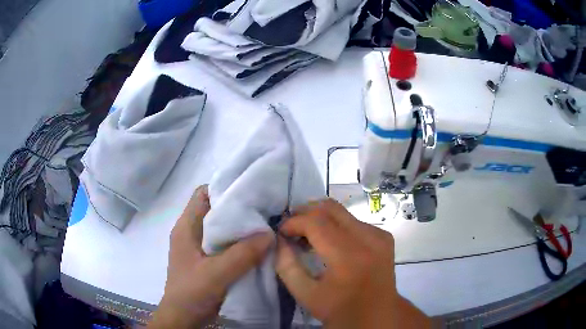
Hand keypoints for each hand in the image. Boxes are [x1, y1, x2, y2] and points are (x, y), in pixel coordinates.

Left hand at [148, 185, 273, 327]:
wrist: (183, 317)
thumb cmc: (191, 292)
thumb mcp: (216, 273)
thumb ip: (242, 254)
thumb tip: (270, 234)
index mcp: (186, 227)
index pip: (203, 194)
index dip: (225, 189)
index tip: (250, 192)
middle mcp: (192, 232)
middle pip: (215, 210)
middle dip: (238, 208)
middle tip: (264, 209)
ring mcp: (199, 247)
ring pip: (222, 228)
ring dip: (241, 227)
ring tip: (265, 226)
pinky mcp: (207, 260)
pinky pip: (225, 244)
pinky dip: (240, 243)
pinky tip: (257, 247)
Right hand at [276, 199, 430, 327]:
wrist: (377, 316)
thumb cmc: (341, 310)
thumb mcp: (306, 295)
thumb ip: (287, 266)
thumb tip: (280, 240)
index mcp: (349, 257)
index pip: (316, 222)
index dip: (294, 222)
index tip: (281, 232)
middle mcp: (368, 239)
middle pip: (330, 209)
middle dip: (305, 212)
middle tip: (291, 227)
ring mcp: (379, 235)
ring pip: (342, 212)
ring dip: (320, 218)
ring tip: (307, 235)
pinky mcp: (384, 236)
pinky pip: (354, 221)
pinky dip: (336, 226)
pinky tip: (329, 242)